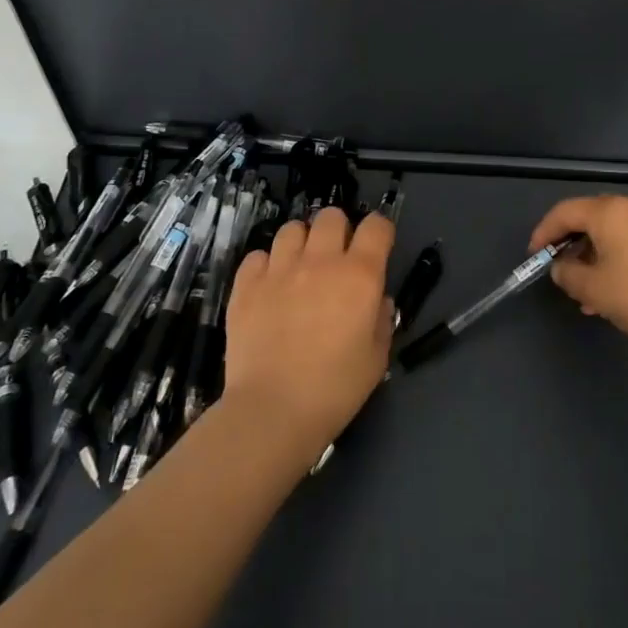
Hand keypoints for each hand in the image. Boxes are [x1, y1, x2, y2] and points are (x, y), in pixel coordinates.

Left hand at [223, 208, 394, 458]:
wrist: (273, 411)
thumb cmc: (335, 389)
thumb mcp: (377, 358)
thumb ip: (381, 319)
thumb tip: (375, 300)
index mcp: (360, 275)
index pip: (377, 226)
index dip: (380, 231)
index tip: (377, 247)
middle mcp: (321, 261)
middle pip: (331, 216)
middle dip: (338, 230)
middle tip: (336, 258)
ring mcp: (279, 269)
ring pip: (292, 229)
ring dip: (301, 243)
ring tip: (299, 268)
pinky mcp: (246, 285)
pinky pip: (257, 255)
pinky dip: (266, 265)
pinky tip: (269, 287)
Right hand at [530, 195, 627, 364]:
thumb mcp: (593, 289)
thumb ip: (568, 273)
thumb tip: (561, 267)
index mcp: (610, 211)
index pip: (565, 211)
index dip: (544, 232)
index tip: (533, 255)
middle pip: (590, 218)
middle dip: (570, 244)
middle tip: (558, 270)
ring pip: (613, 233)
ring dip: (593, 256)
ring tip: (583, 292)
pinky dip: (615, 259)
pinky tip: (611, 292)